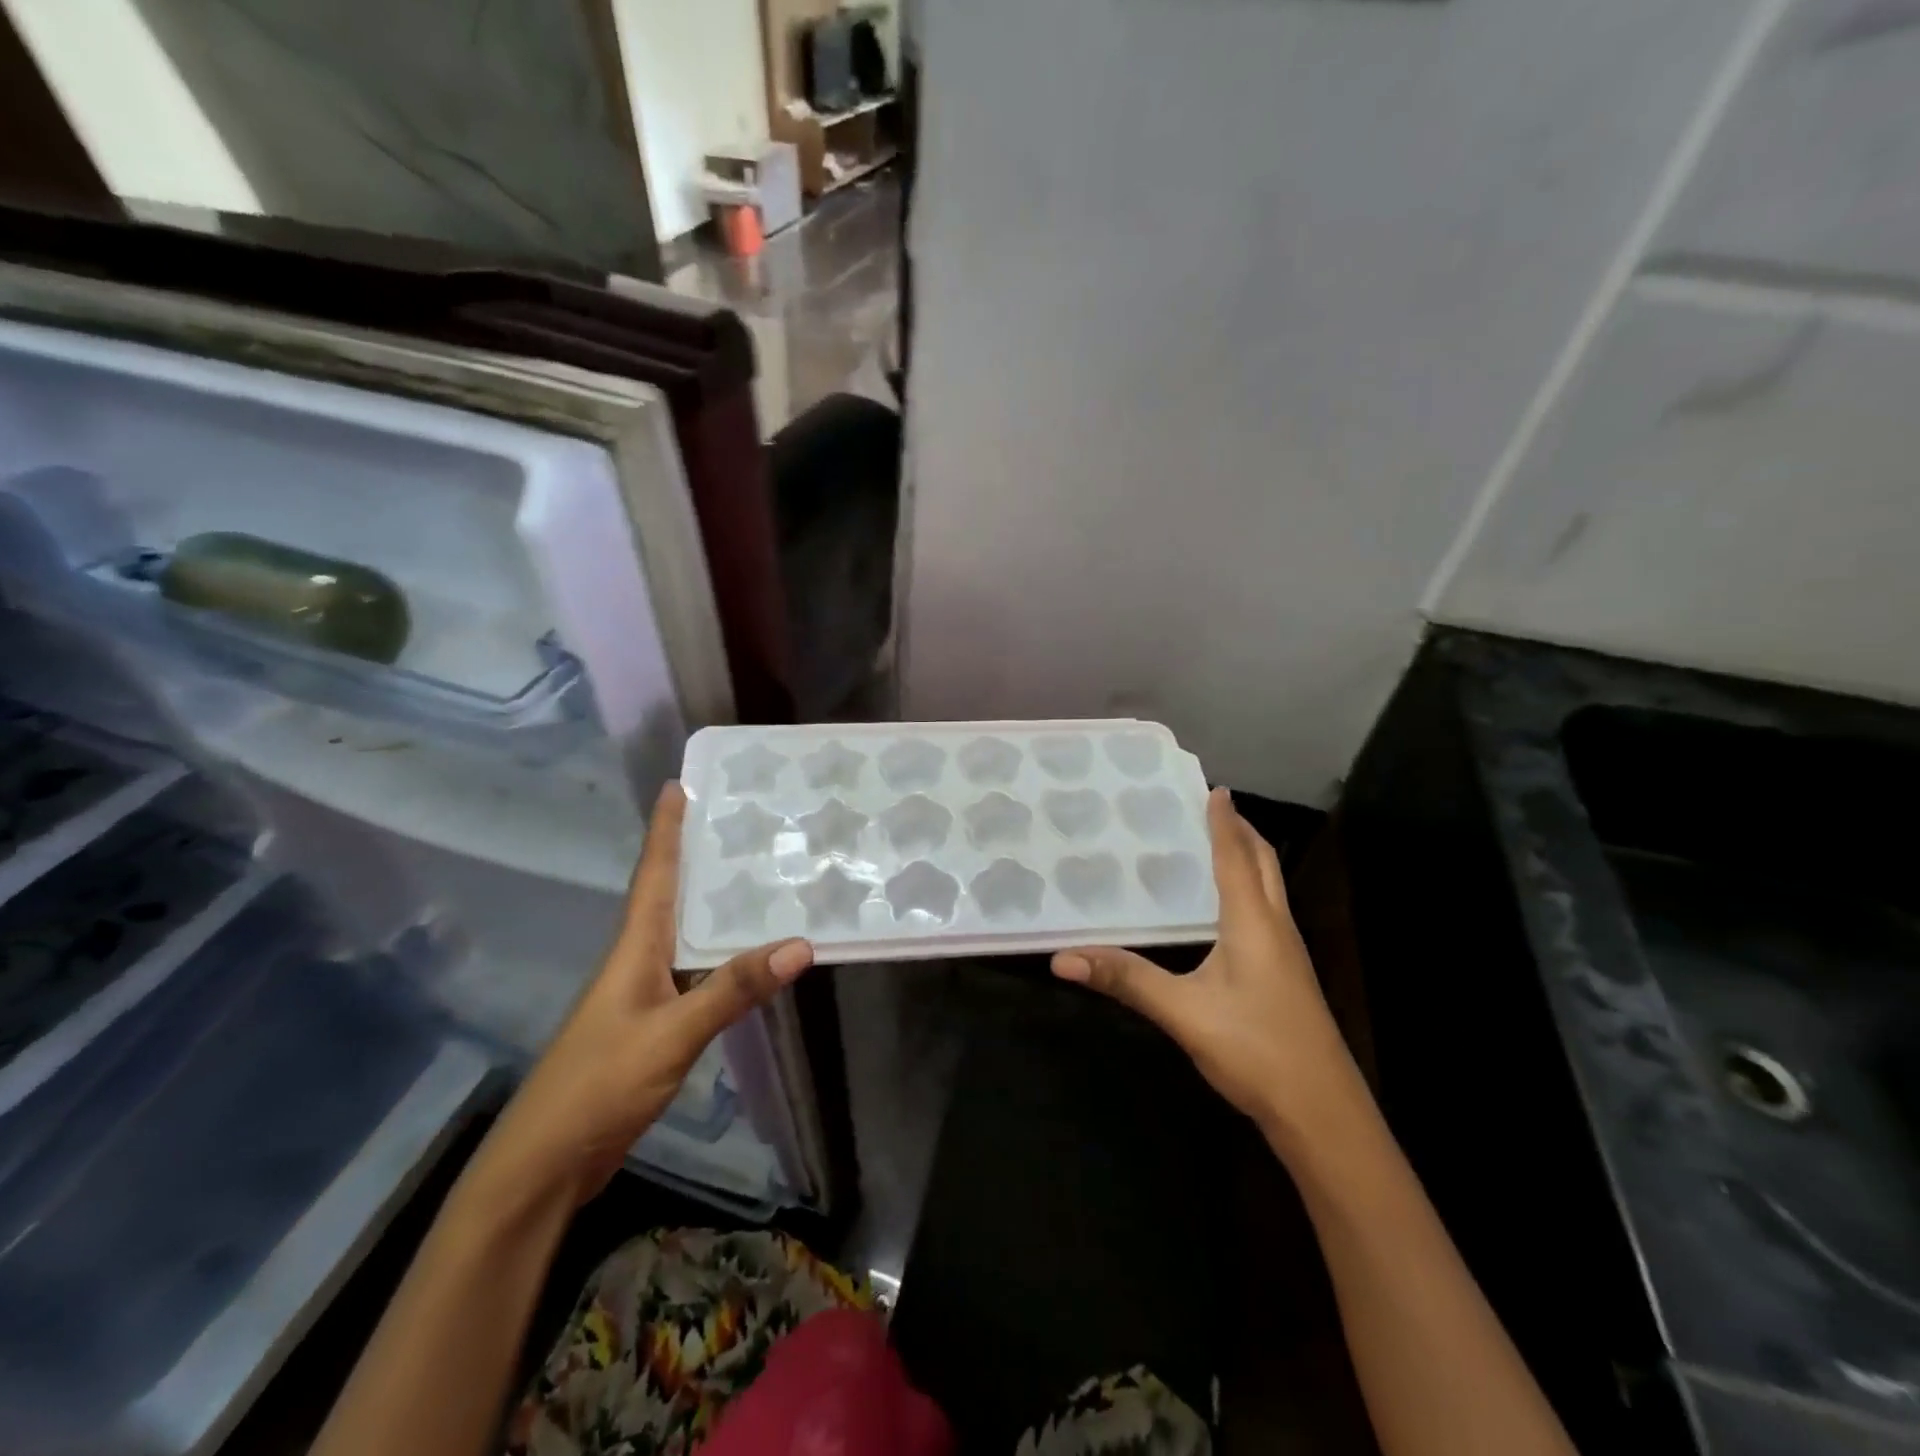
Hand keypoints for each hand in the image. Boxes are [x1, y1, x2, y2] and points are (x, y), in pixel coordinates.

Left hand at [468, 782, 812, 1207]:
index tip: (680, 784)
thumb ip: (733, 989)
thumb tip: (800, 943)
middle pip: (669, 892)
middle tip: (739, 820)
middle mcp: (638, 958)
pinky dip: (722, 951)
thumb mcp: (672, 1033)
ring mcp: (644, 991)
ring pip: (685, 930)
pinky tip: (748, 954)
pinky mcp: (654, 1021)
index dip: (665, 828)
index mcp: (634, 946)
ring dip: (712, 900)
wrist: (547, 1163)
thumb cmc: (600, 1084)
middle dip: (696, 852)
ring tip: (756, 873)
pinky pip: (695, 968)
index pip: (653, 872)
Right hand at [1052, 788, 1362, 1149]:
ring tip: (1215, 844)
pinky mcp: (1288, 975)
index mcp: (1253, 922)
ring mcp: (1288, 953)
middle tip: (1210, 808)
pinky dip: (1249, 888)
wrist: (1324, 1113)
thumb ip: (1125, 980)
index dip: (1224, 820)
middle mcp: (1276, 927)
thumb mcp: (1183, 1013)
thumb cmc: (1256, 1049)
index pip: (1236, 856)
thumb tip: (1063, 958)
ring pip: (1270, 887)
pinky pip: (1267, 911)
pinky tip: (1225, 909)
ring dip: (1248, 857)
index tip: (1213, 786)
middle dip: (1241, 831)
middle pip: (1263, 863)